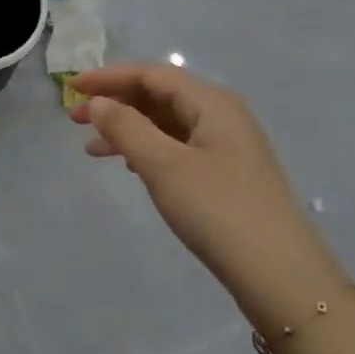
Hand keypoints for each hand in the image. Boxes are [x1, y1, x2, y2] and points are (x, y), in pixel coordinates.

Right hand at [70, 63, 346, 333]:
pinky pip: (179, 147)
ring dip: (128, 129)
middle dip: (116, 103)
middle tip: (74, 119)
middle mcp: (222, 115)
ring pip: (167, 123)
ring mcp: (228, 146)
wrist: (283, 278)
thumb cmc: (219, 212)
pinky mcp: (228, 175)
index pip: (151, 75)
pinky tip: (130, 167)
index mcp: (212, 102)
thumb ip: (126, 128)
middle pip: (159, 95)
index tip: (72, 87)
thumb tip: (98, 102)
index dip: (108, 77)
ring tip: (92, 148)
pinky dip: (149, 150)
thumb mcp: (164, 166)